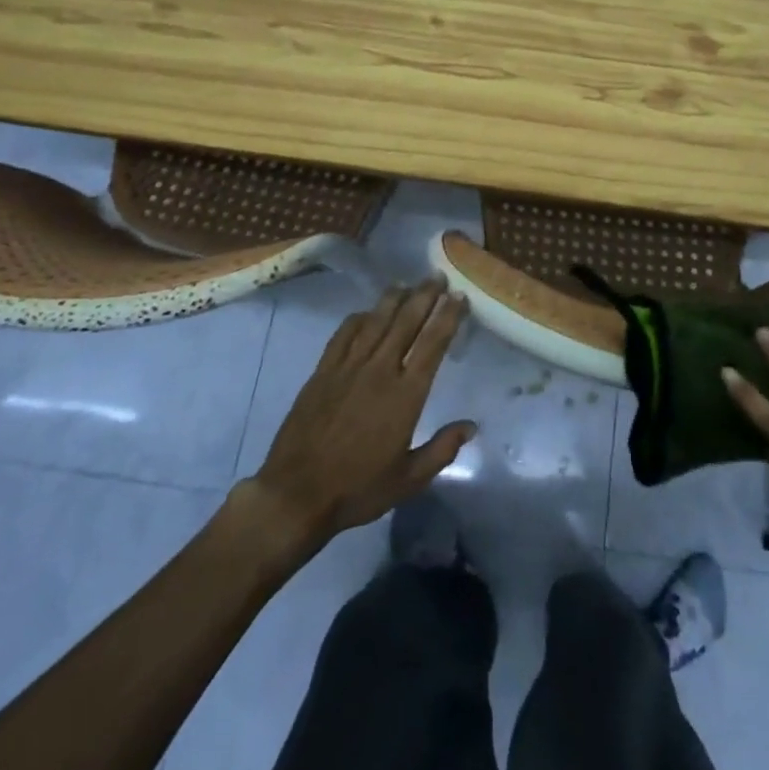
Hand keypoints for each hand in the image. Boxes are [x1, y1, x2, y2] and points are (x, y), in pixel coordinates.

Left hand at [249, 281, 475, 550]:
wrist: (297, 493)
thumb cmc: (358, 489)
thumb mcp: (409, 479)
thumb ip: (442, 449)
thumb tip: (471, 426)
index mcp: (405, 395)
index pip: (433, 345)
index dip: (448, 317)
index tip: (459, 297)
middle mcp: (380, 371)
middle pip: (406, 323)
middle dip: (425, 296)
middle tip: (438, 277)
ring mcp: (348, 368)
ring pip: (376, 322)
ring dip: (394, 299)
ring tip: (408, 283)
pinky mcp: (323, 372)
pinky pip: (343, 335)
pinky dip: (358, 319)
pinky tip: (366, 312)